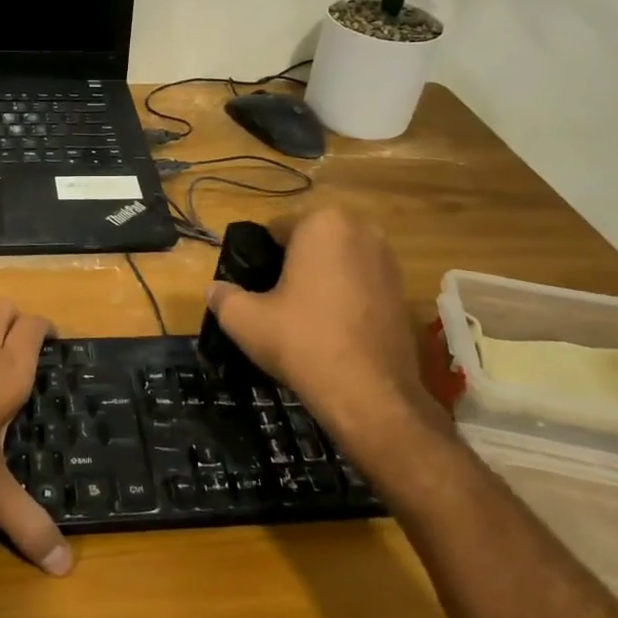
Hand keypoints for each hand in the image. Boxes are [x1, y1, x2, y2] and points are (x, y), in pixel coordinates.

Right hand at [205, 208, 449, 463]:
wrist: (370, 394)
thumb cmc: (302, 342)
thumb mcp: (244, 320)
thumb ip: (223, 297)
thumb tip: (214, 290)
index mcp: (323, 223)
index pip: (278, 229)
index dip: (260, 257)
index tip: (252, 286)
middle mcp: (362, 230)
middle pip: (311, 242)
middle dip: (293, 264)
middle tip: (274, 300)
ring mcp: (388, 261)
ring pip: (338, 262)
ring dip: (320, 279)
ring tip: (302, 316)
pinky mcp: (403, 291)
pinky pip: (361, 283)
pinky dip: (345, 297)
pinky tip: (331, 328)